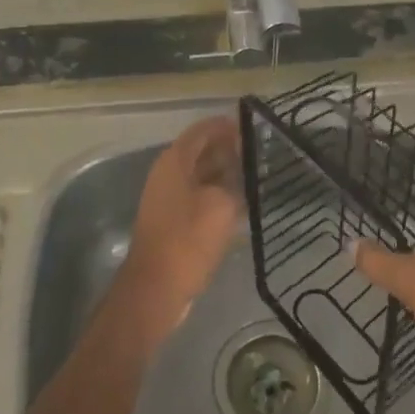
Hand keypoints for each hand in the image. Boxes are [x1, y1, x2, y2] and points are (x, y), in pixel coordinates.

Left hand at [112, 115, 243, 340]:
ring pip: (200, 175)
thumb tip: (239, 176)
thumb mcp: (221, 206)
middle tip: (258, 151)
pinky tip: (240, 202)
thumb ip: (233, 183)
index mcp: (174, 162)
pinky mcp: (173, 221)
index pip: (201, 131)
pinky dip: (218, 193)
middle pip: (200, 151)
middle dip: (227, 148)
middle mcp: (168, 174)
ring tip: (254, 174)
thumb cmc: (188, 239)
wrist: (157, 287)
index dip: (225, 126)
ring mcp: (168, 198)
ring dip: (224, 172)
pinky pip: (199, 196)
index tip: (251, 126)